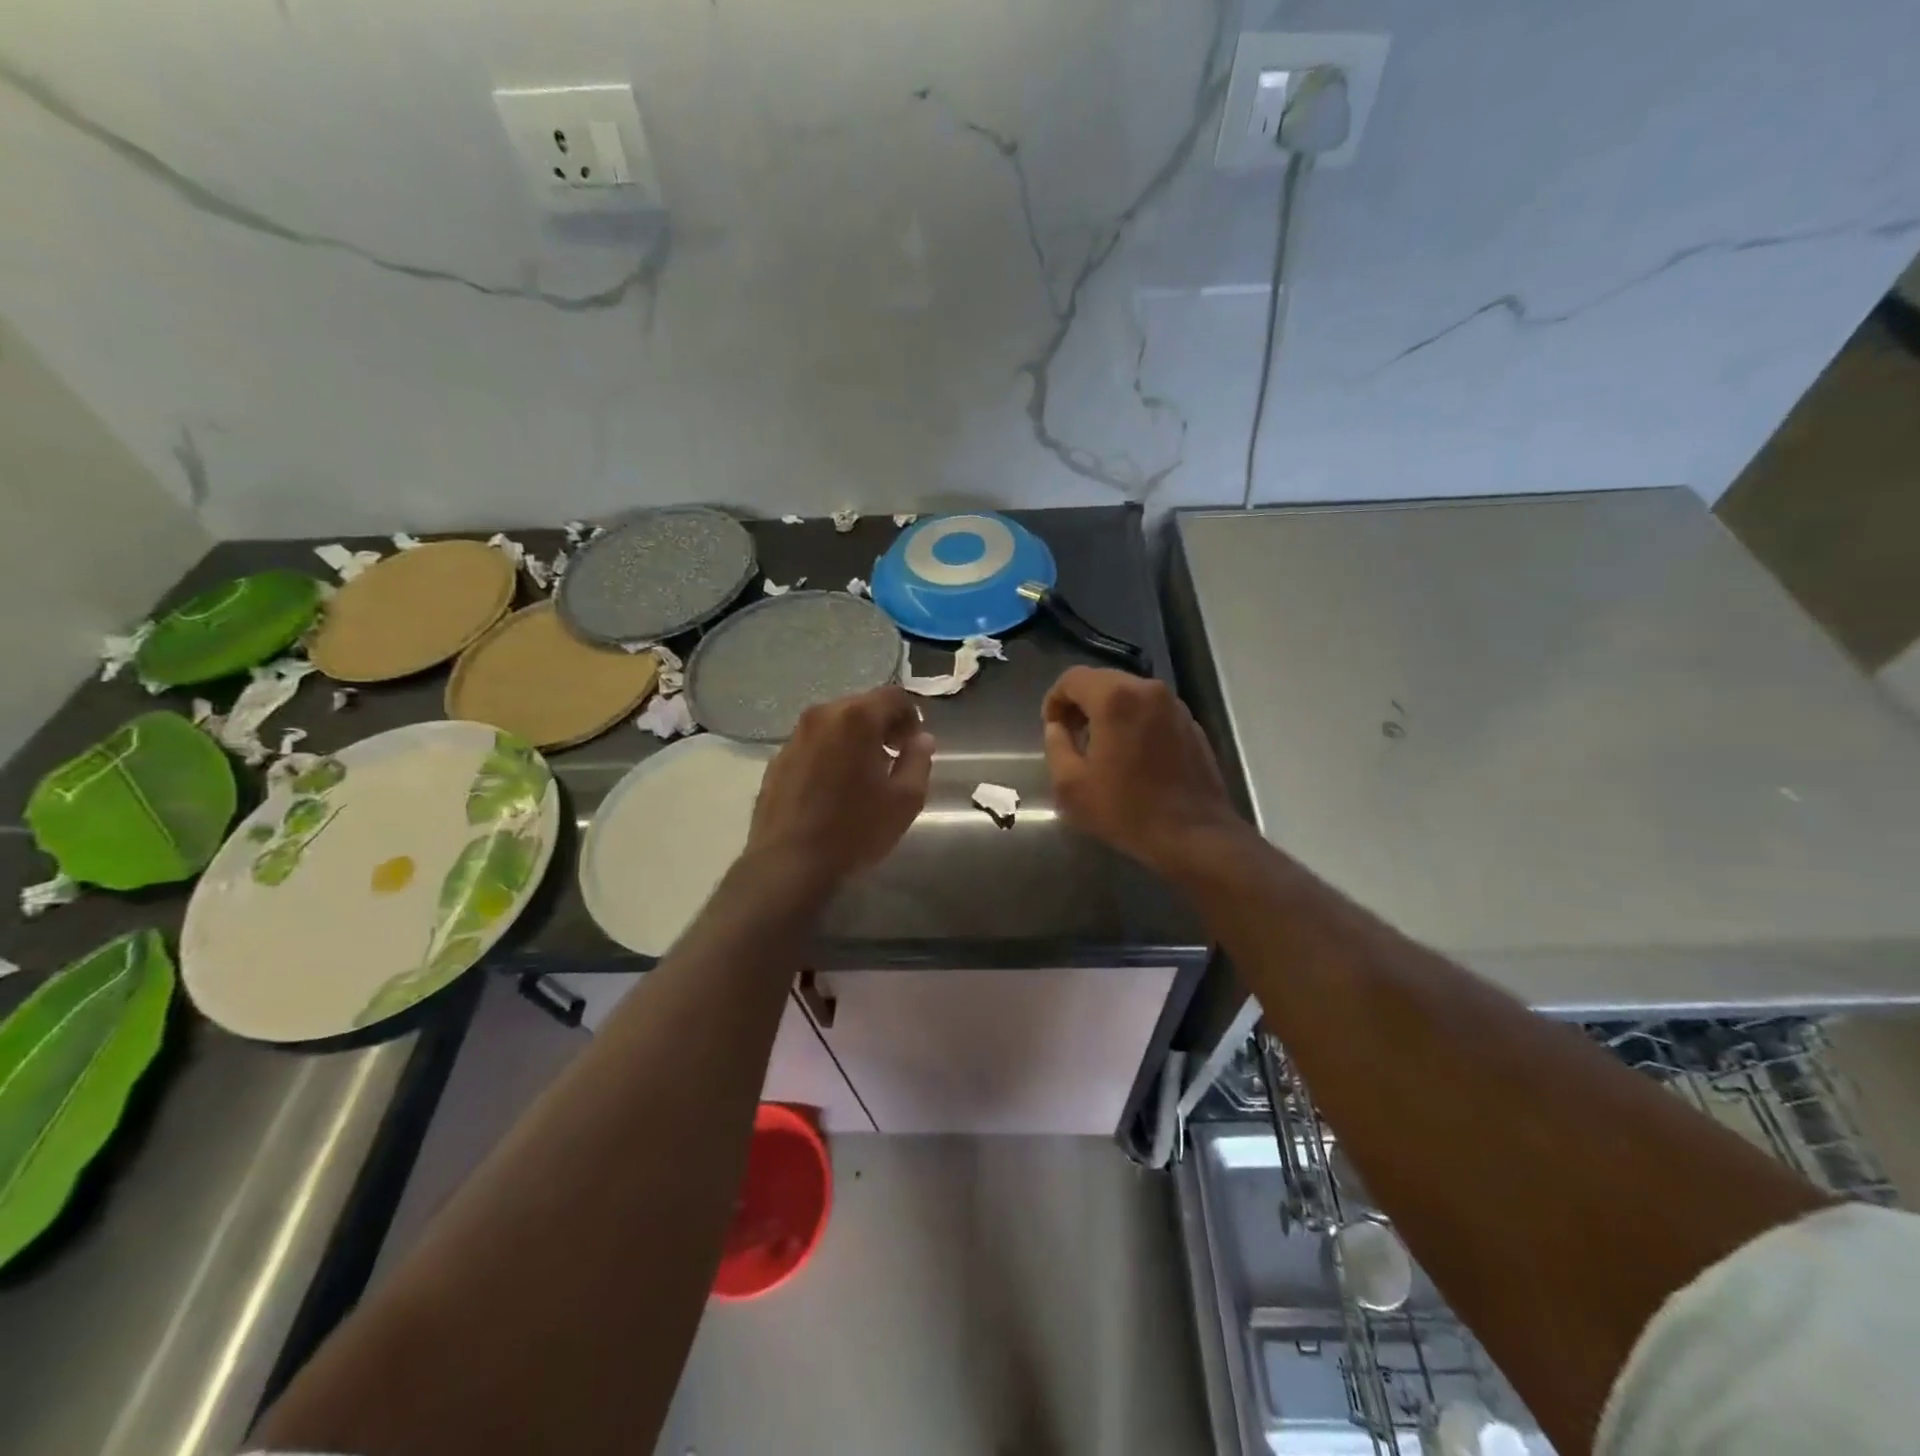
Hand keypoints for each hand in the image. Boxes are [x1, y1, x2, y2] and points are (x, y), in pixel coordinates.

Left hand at [746, 685, 934, 893]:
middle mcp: (821, 716)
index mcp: (856, 718)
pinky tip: (833, 790)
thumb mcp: (905, 799)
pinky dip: (829, 755)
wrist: (789, 863)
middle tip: (892, 760)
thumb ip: (918, 760)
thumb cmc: (856, 829)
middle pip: (861, 706)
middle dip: (882, 726)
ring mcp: (795, 737)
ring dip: (854, 740)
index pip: (894, 696)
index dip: (911, 717)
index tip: (913, 746)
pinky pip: (813, 745)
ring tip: (862, 777)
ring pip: (834, 725)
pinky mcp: (777, 760)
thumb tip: (921, 740)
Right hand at [1042, 666, 1244, 875]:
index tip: (1052, 727)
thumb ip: (1056, 745)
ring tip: (1100, 746)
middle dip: (1081, 703)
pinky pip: (1152, 711)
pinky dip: (1134, 721)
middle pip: (1102, 681)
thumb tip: (1057, 728)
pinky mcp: (1191, 724)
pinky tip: (1131, 756)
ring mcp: (1175, 706)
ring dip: (1109, 711)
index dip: (1055, 699)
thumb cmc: (1126, 810)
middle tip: (1071, 735)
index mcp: (1115, 698)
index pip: (1072, 678)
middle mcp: (1148, 690)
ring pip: (1130, 694)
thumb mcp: (1071, 785)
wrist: (1194, 835)